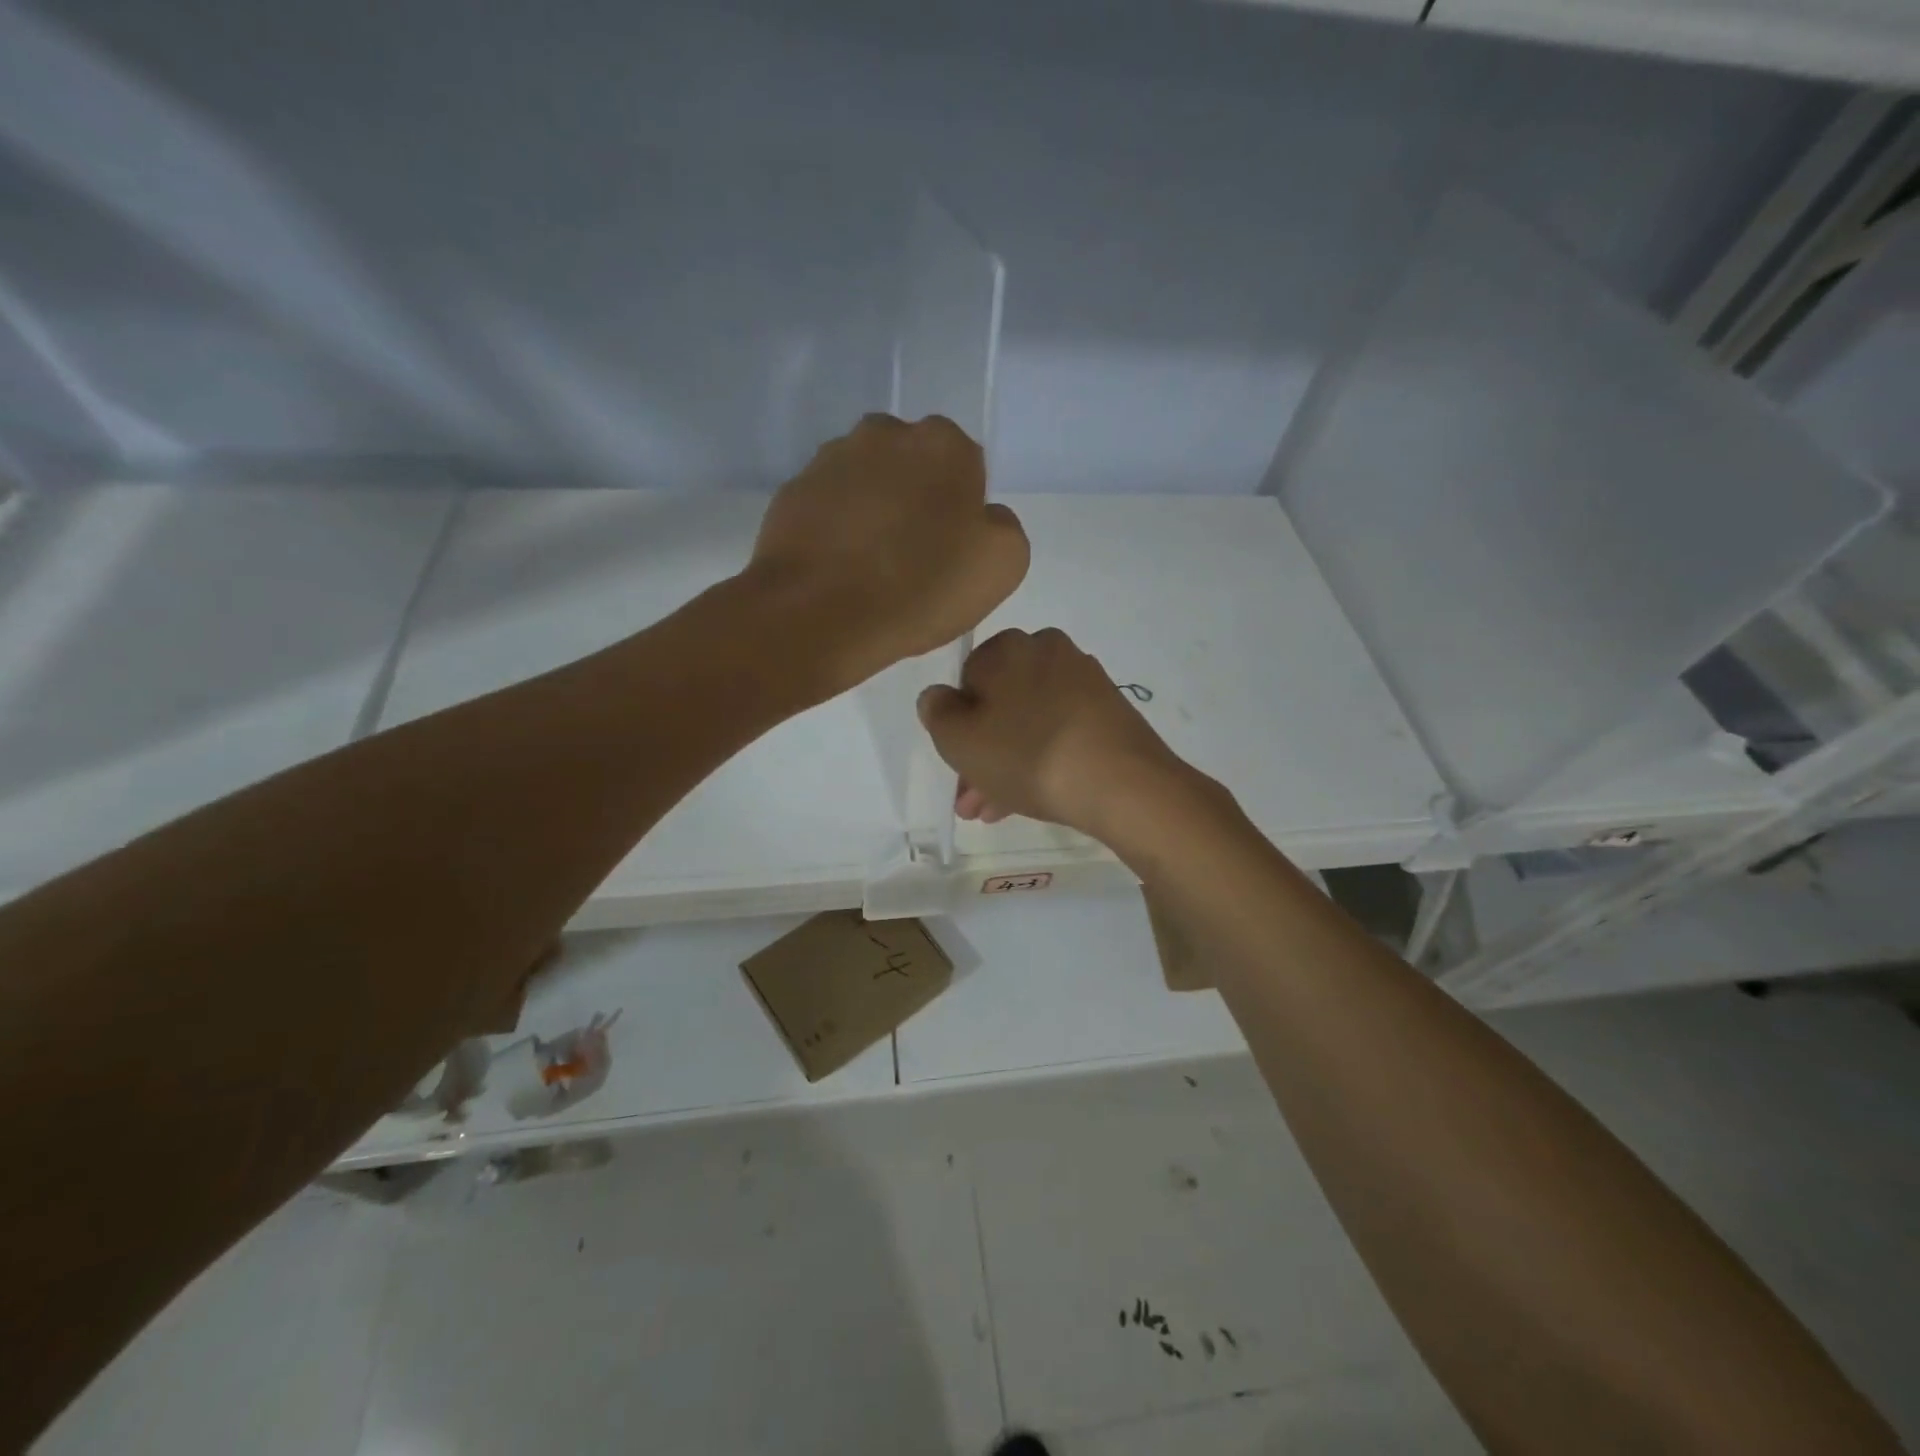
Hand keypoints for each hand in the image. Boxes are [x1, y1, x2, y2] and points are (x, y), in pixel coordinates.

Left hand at [748, 414, 1028, 693]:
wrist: (819, 614)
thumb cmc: (921, 588)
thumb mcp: (1002, 564)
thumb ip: (1002, 526)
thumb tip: (982, 516)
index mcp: (943, 443)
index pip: (965, 467)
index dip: (961, 511)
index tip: (951, 551)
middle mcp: (885, 433)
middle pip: (912, 466)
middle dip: (916, 499)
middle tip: (912, 557)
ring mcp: (831, 458)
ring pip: (867, 482)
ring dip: (874, 511)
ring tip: (870, 567)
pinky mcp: (792, 491)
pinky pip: (828, 505)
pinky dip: (836, 528)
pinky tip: (838, 569)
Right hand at [916, 626, 1193, 839]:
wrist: (1121, 782)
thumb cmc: (1027, 754)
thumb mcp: (959, 740)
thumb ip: (937, 713)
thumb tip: (938, 696)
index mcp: (1008, 647)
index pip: (967, 679)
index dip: (957, 725)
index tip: (956, 764)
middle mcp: (1047, 652)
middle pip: (1000, 705)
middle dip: (981, 754)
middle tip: (971, 799)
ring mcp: (1084, 681)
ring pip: (1029, 723)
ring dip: (1007, 764)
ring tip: (995, 812)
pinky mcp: (1109, 711)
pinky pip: (1060, 732)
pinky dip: (1042, 760)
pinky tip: (1033, 798)